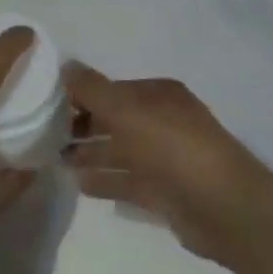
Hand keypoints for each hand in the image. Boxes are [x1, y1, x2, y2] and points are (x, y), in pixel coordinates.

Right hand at [64, 63, 272, 266]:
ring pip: (120, 151)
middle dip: (84, 126)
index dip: (82, 95)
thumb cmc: (173, 147)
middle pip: (115, 120)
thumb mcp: (127, 111)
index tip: (49, 104)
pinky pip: (128, 181)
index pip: (112, 89)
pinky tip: (80, 184)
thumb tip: (65, 65)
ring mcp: (165, 159)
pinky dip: (106, 181)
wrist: (226, 208)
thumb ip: (94, 90)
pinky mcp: (166, 194)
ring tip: (56, 160)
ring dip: (91, 154)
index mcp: (157, 95)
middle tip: (46, 135)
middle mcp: (162, 121)